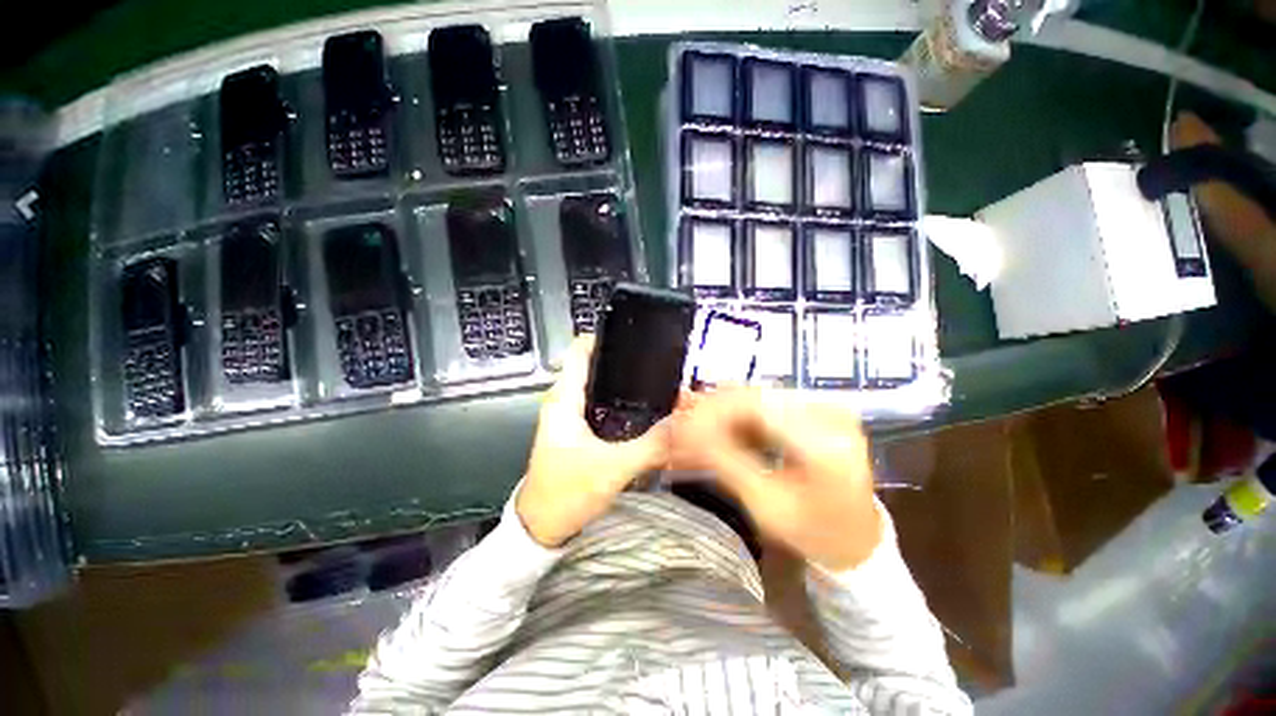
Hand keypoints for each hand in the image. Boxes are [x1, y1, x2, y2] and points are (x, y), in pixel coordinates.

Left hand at [516, 335, 669, 547]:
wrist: (541, 527)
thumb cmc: (566, 493)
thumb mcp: (612, 469)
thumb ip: (650, 446)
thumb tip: (683, 424)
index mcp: (564, 399)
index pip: (580, 350)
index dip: (605, 337)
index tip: (635, 335)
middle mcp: (564, 400)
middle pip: (595, 366)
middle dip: (624, 362)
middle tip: (658, 361)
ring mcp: (570, 415)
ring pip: (599, 386)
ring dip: (623, 383)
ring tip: (656, 381)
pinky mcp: (577, 430)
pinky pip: (601, 404)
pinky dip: (620, 402)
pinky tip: (642, 408)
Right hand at [671, 389, 881, 571]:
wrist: (857, 539)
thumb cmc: (813, 533)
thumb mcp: (765, 505)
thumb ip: (725, 463)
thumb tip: (685, 432)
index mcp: (825, 443)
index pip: (756, 407)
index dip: (712, 410)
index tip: (681, 423)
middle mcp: (830, 413)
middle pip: (755, 395)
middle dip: (714, 408)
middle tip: (683, 425)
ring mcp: (826, 406)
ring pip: (758, 395)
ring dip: (724, 409)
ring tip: (696, 427)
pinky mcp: (817, 408)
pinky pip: (768, 401)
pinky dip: (740, 413)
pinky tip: (720, 427)